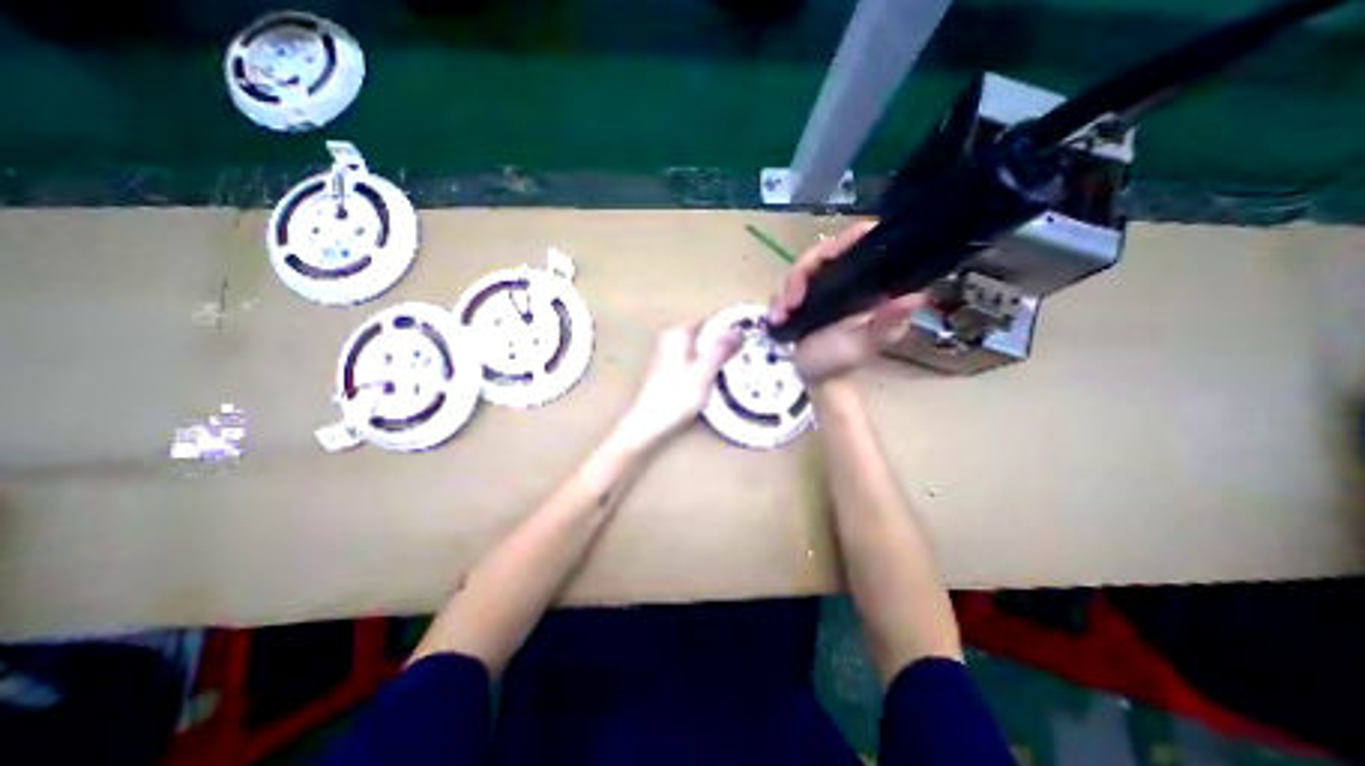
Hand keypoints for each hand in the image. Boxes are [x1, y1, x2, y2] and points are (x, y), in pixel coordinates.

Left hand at [616, 321, 742, 447]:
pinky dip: (704, 365)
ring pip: (699, 348)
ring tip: (733, 367)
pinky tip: (713, 379)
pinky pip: (693, 360)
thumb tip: (739, 331)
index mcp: (677, 334)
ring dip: (714, 355)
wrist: (650, 422)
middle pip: (704, 334)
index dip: (728, 327)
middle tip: (743, 354)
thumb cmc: (677, 396)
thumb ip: (721, 349)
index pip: (709, 320)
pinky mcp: (668, 370)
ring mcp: (667, 355)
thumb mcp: (705, 371)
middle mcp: (670, 339)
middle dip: (722, 342)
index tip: (747, 337)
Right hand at [765, 220, 926, 389]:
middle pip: (823, 252)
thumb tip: (913, 297)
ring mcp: (821, 284)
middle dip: (801, 274)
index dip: (847, 240)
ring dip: (786, 290)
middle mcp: (846, 276)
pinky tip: (777, 318)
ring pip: (800, 268)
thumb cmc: (842, 361)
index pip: (863, 241)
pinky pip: (785, 285)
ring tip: (781, 316)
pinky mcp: (801, 295)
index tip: (827, 259)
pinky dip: (778, 301)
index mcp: (870, 282)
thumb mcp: (864, 344)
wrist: (814, 377)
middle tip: (791, 302)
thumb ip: (885, 323)